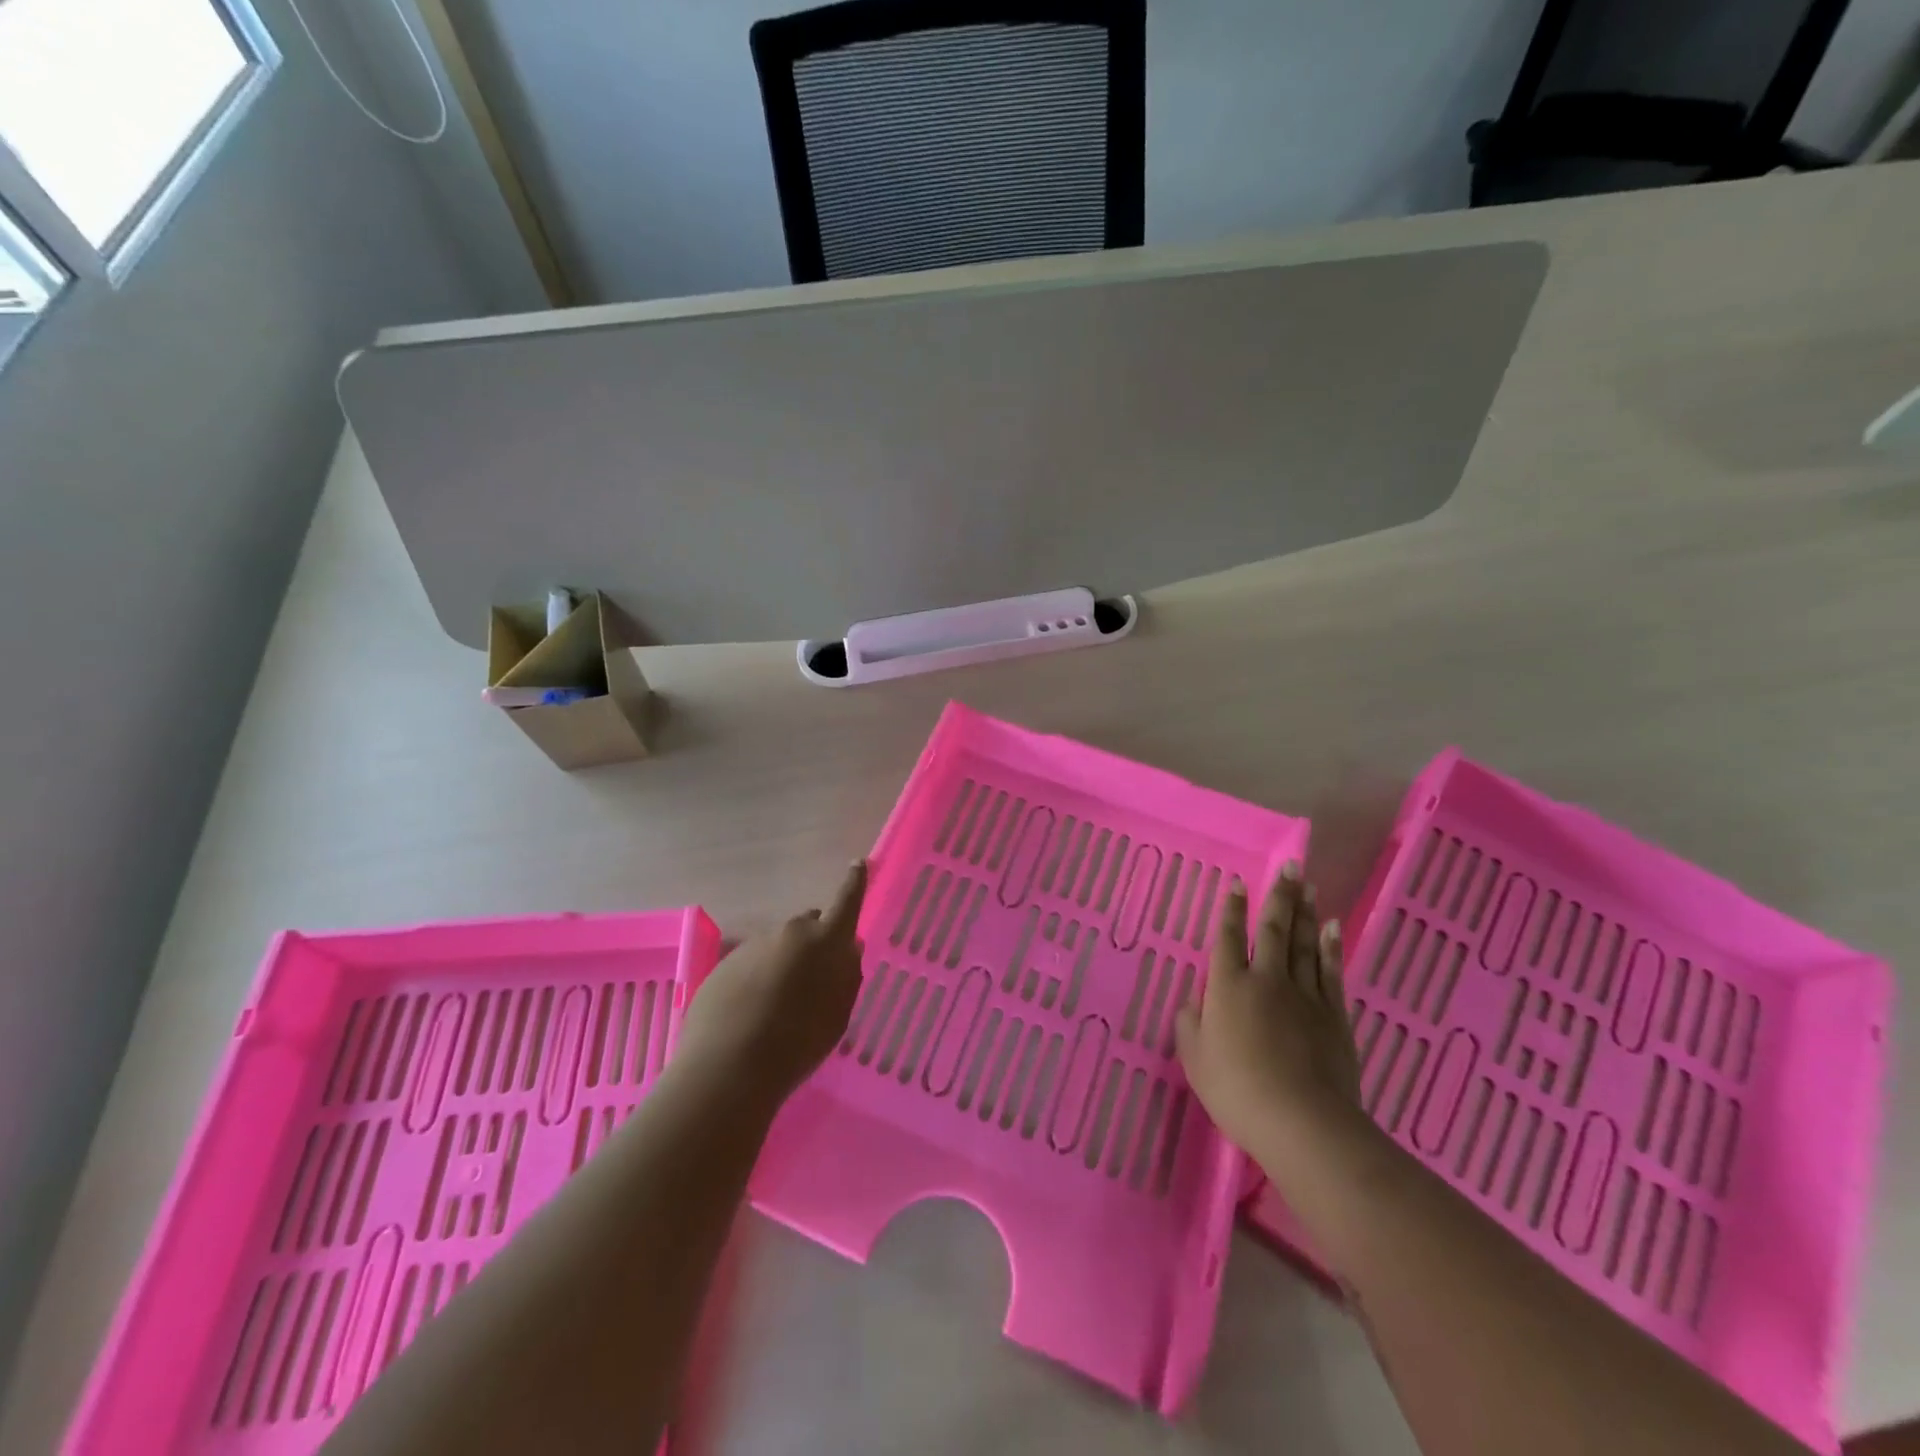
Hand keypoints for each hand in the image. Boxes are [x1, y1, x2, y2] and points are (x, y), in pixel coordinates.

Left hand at [671, 861, 867, 1115]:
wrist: (729, 1067)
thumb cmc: (798, 1044)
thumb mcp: (837, 1015)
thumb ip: (847, 975)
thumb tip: (849, 948)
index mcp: (825, 940)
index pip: (847, 901)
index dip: (855, 883)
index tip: (859, 864)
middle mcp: (790, 932)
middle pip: (809, 925)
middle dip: (814, 942)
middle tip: (814, 979)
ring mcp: (753, 945)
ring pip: (778, 946)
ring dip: (784, 964)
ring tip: (779, 1008)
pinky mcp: (724, 963)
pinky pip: (751, 963)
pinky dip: (757, 979)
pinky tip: (752, 1014)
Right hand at [1175, 862, 1361, 1156]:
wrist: (1302, 1122)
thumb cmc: (1237, 1090)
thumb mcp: (1195, 1060)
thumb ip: (1190, 1025)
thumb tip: (1194, 1002)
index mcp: (1228, 988)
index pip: (1227, 938)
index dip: (1231, 910)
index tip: (1238, 884)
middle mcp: (1266, 980)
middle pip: (1273, 930)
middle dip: (1278, 897)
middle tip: (1290, 867)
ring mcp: (1304, 995)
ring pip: (1303, 944)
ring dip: (1305, 913)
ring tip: (1308, 885)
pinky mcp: (1333, 1016)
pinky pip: (1330, 972)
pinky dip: (1330, 947)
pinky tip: (1332, 928)